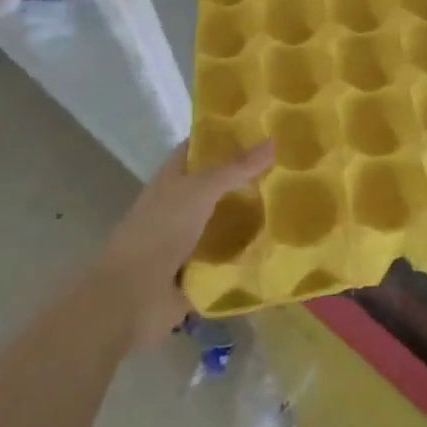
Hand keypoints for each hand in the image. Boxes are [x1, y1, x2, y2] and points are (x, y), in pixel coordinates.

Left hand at [92, 139, 274, 348]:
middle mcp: (180, 205)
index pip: (200, 148)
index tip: (263, 127)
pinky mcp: (200, 270)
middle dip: (249, 177)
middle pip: (218, 184)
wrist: (131, 298)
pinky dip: (250, 252)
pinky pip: (231, 255)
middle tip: (291, 166)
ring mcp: (189, 239)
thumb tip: (274, 140)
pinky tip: (282, 244)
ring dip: (253, 216)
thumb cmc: (160, 231)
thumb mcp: (200, 190)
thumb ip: (236, 167)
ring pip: (227, 220)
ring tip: (295, 203)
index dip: (226, 135)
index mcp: (173, 179)